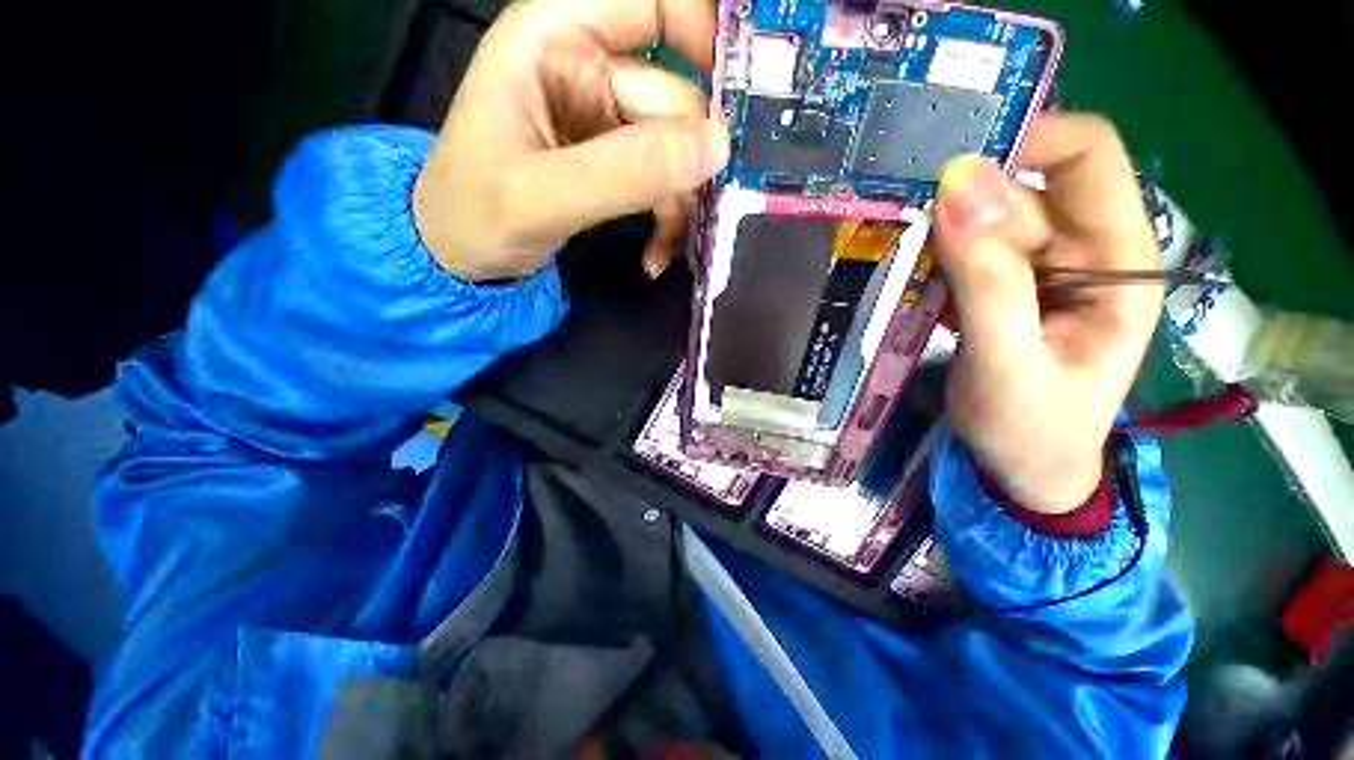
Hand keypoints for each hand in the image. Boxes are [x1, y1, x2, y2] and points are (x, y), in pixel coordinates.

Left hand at [413, 0, 730, 280]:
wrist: (461, 260)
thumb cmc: (475, 216)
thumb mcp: (541, 195)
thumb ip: (625, 170)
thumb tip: (717, 147)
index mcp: (555, 35)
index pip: (654, 1)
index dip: (707, 36)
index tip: (741, 103)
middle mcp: (588, 67)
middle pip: (677, 97)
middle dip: (692, 159)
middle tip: (709, 208)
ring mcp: (606, 122)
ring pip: (677, 150)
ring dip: (681, 203)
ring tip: (668, 250)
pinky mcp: (616, 165)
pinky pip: (663, 185)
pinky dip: (667, 222)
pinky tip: (655, 256)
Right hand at [934, 114, 1161, 512]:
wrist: (1021, 469)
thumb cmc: (1030, 429)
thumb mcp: (1007, 363)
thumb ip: (987, 281)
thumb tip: (958, 184)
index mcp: (1116, 260)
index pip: (1085, 157)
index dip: (1025, 144)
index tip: (948, 170)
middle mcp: (1082, 250)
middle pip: (1021, 189)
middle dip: (962, 200)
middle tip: (903, 227)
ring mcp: (1038, 270)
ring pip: (984, 219)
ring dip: (939, 231)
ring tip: (901, 262)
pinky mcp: (1002, 288)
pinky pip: (963, 251)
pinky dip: (932, 256)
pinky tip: (909, 281)